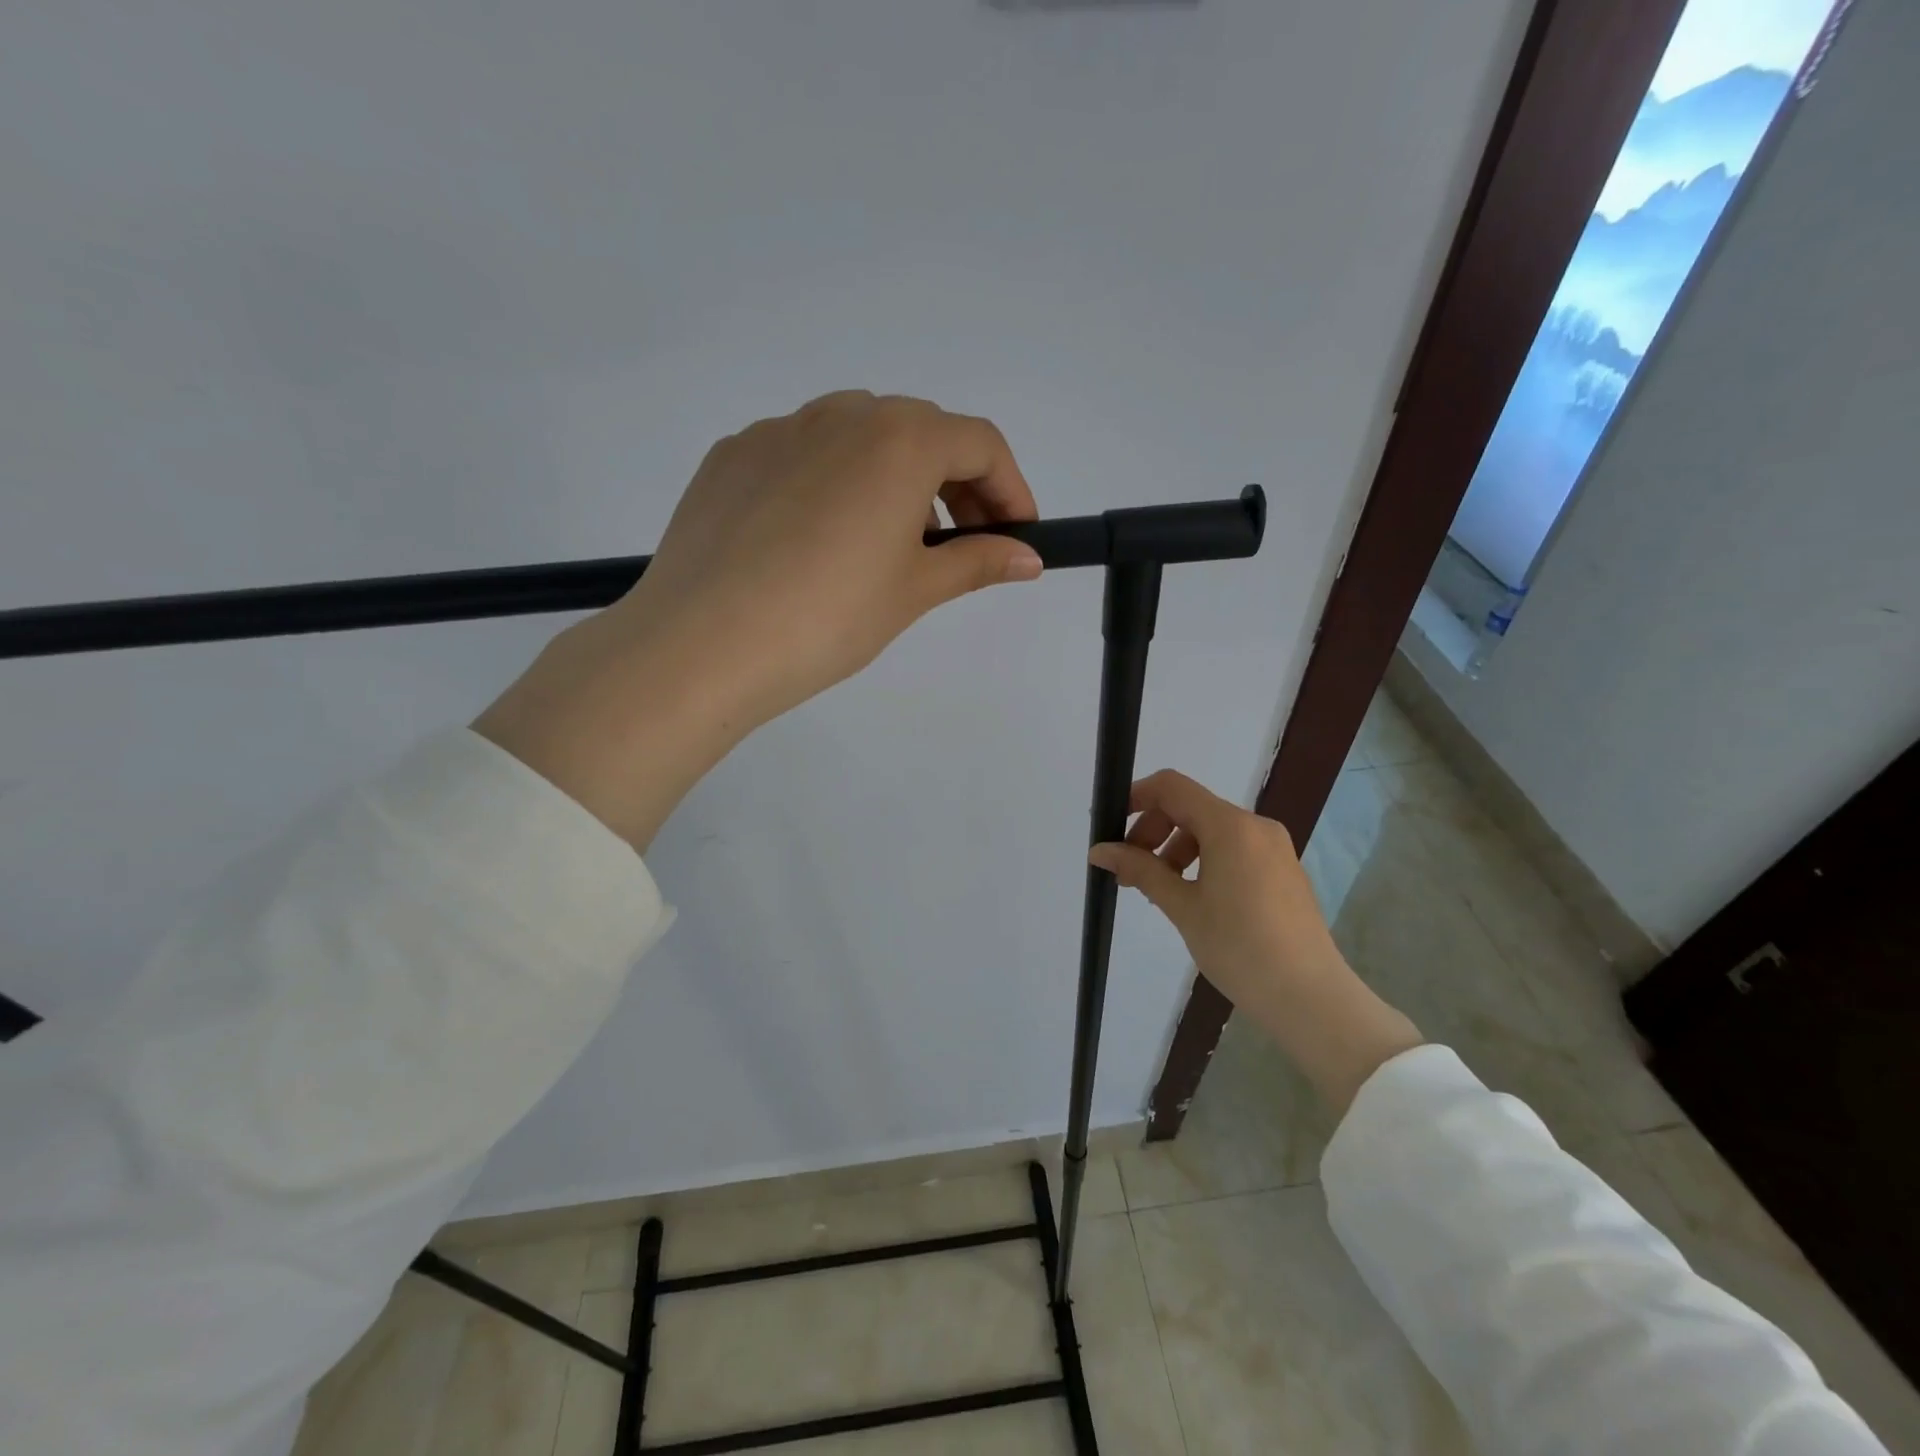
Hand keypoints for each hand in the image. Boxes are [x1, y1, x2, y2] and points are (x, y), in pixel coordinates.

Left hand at [475, 392, 1042, 848]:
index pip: (980, 444)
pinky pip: (804, 454)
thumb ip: (977, 562)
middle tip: (962, 541)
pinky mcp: (732, 456)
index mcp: (898, 439)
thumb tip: (1028, 558)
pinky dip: (834, 482)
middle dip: (957, 482)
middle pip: (921, 431)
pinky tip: (820, 539)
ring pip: (859, 436)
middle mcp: (840, 414)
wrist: (701, 645)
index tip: (1017, 536)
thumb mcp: (913, 591)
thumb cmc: (828, 618)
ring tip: (891, 539)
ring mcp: (778, 430)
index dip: (1010, 489)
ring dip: (895, 476)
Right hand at [1090, 769, 1422, 1113]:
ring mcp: (1273, 847)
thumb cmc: (1239, 948)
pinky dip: (1203, 860)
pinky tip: (1191, 896)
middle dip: (1153, 831)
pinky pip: (1233, 848)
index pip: (1172, 787)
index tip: (1111, 827)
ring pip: (1211, 829)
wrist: (1310, 997)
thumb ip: (1140, 869)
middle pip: (1190, 807)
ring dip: (1175, 848)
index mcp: (1231, 826)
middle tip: (1129, 871)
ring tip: (1157, 889)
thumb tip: (1099, 850)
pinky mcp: (1282, 870)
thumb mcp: (1182, 907)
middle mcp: (1255, 826)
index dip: (1136, 797)